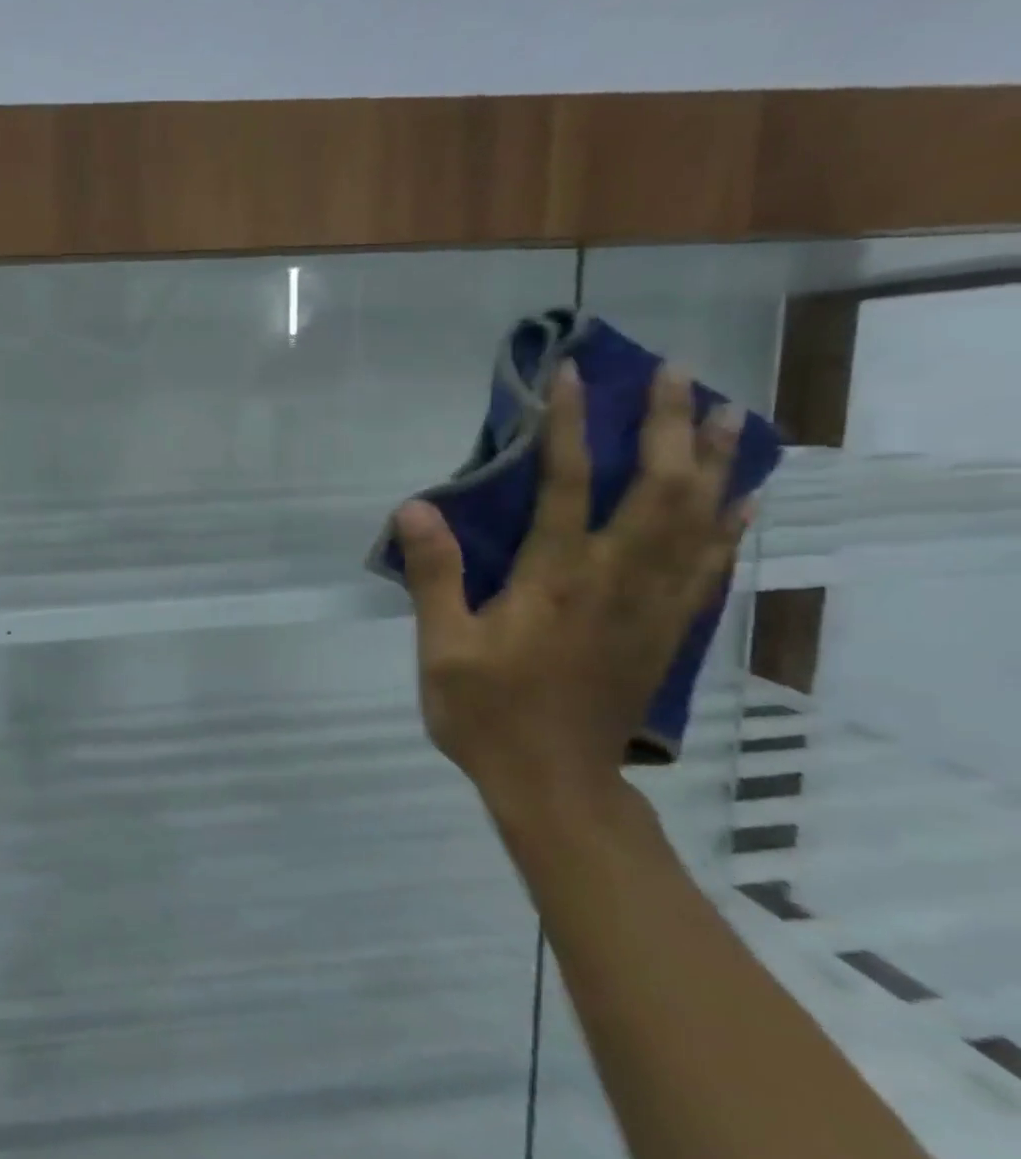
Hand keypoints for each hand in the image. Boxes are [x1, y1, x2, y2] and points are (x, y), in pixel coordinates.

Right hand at [395, 361, 749, 821]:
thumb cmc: (488, 713)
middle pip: (658, 488)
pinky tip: (742, 503)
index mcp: (554, 579)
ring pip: (698, 521)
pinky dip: (729, 527)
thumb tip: (416, 508)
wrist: (555, 783)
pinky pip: (709, 567)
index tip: (572, 375)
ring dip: (716, 464)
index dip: (568, 425)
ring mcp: (651, 605)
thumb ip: (434, 575)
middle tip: (679, 376)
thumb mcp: (442, 648)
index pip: (566, 483)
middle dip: (669, 426)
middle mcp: (615, 579)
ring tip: (730, 416)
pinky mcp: (666, 631)